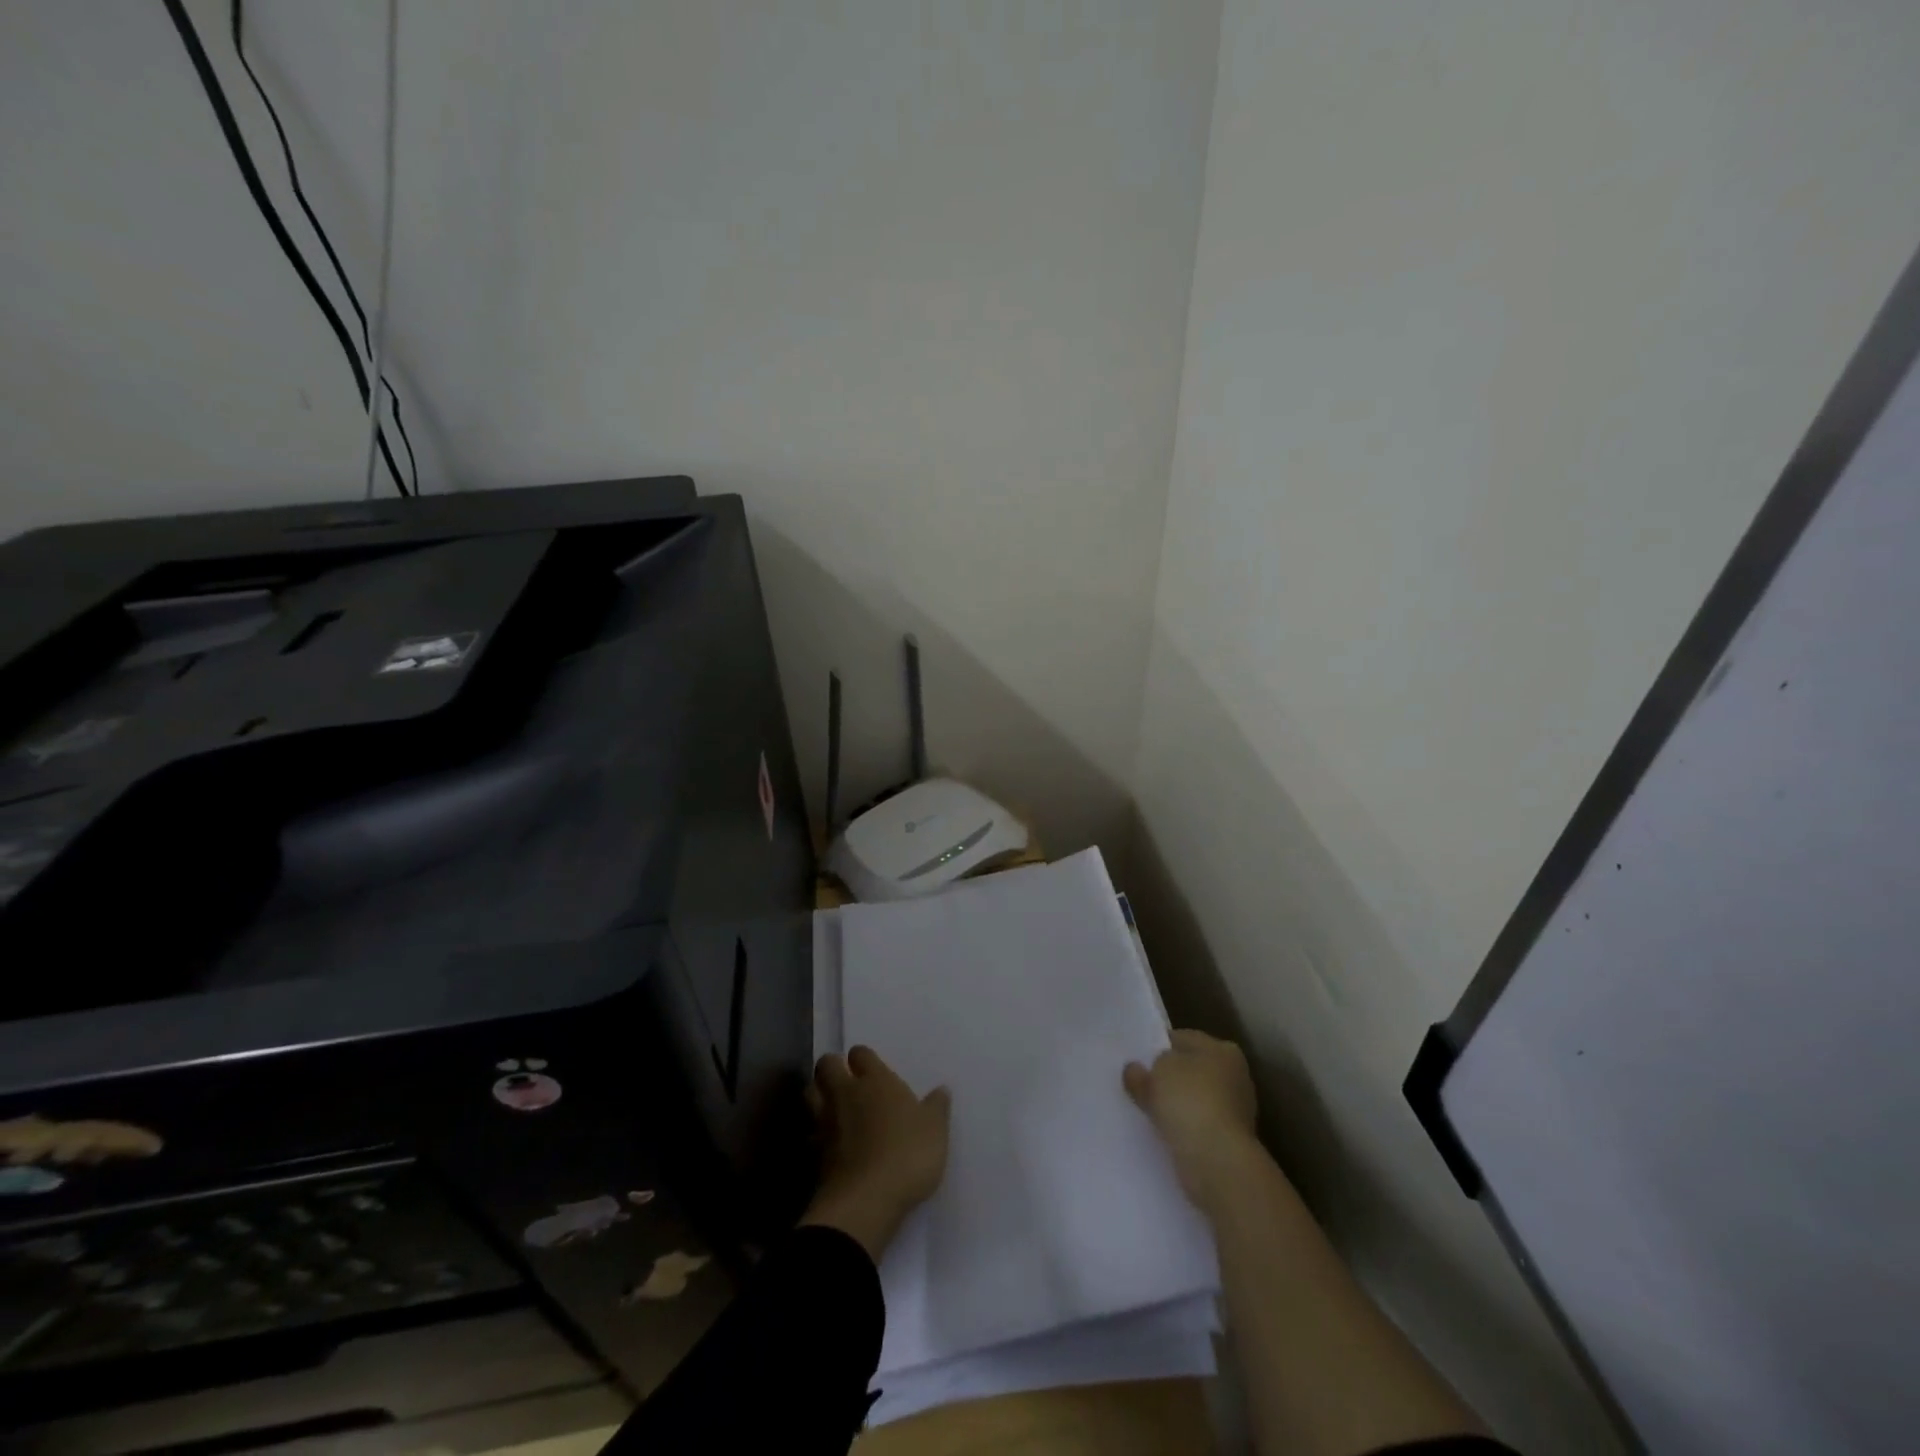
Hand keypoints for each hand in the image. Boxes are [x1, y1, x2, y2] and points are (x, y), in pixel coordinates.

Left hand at [800, 1045, 950, 1260]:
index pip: (861, 1053)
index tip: (871, 1068)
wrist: (866, 1200)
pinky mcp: (816, 1152)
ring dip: (818, 1093)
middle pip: (826, 1065)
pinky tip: (829, 1140)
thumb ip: (936, 1108)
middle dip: (832, 1067)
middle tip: (845, 1079)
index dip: (863, 1058)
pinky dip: (817, 1130)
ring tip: (833, 1104)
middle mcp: (847, 1093)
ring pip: (811, 1092)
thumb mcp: (935, 1131)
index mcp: (876, 1081)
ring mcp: (827, 1122)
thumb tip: (942, 1089)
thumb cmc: (907, 1155)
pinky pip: (811, 1129)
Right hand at [1124, 1030, 1260, 1209]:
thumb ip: (1142, 1071)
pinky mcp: (1231, 1141)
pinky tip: (1164, 1133)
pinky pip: (1198, 1126)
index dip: (1158, 1047)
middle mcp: (1235, 1076)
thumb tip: (1135, 1070)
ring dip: (1176, 1106)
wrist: (1218, 1162)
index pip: (1183, 1039)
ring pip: (1195, 1099)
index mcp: (1223, 1049)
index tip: (1137, 1061)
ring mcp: (1235, 1110)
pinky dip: (1184, 1128)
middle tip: (1140, 1086)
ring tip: (1148, 1113)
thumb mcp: (1155, 1075)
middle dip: (1169, 1078)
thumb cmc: (1189, 1102)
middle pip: (1191, 1070)